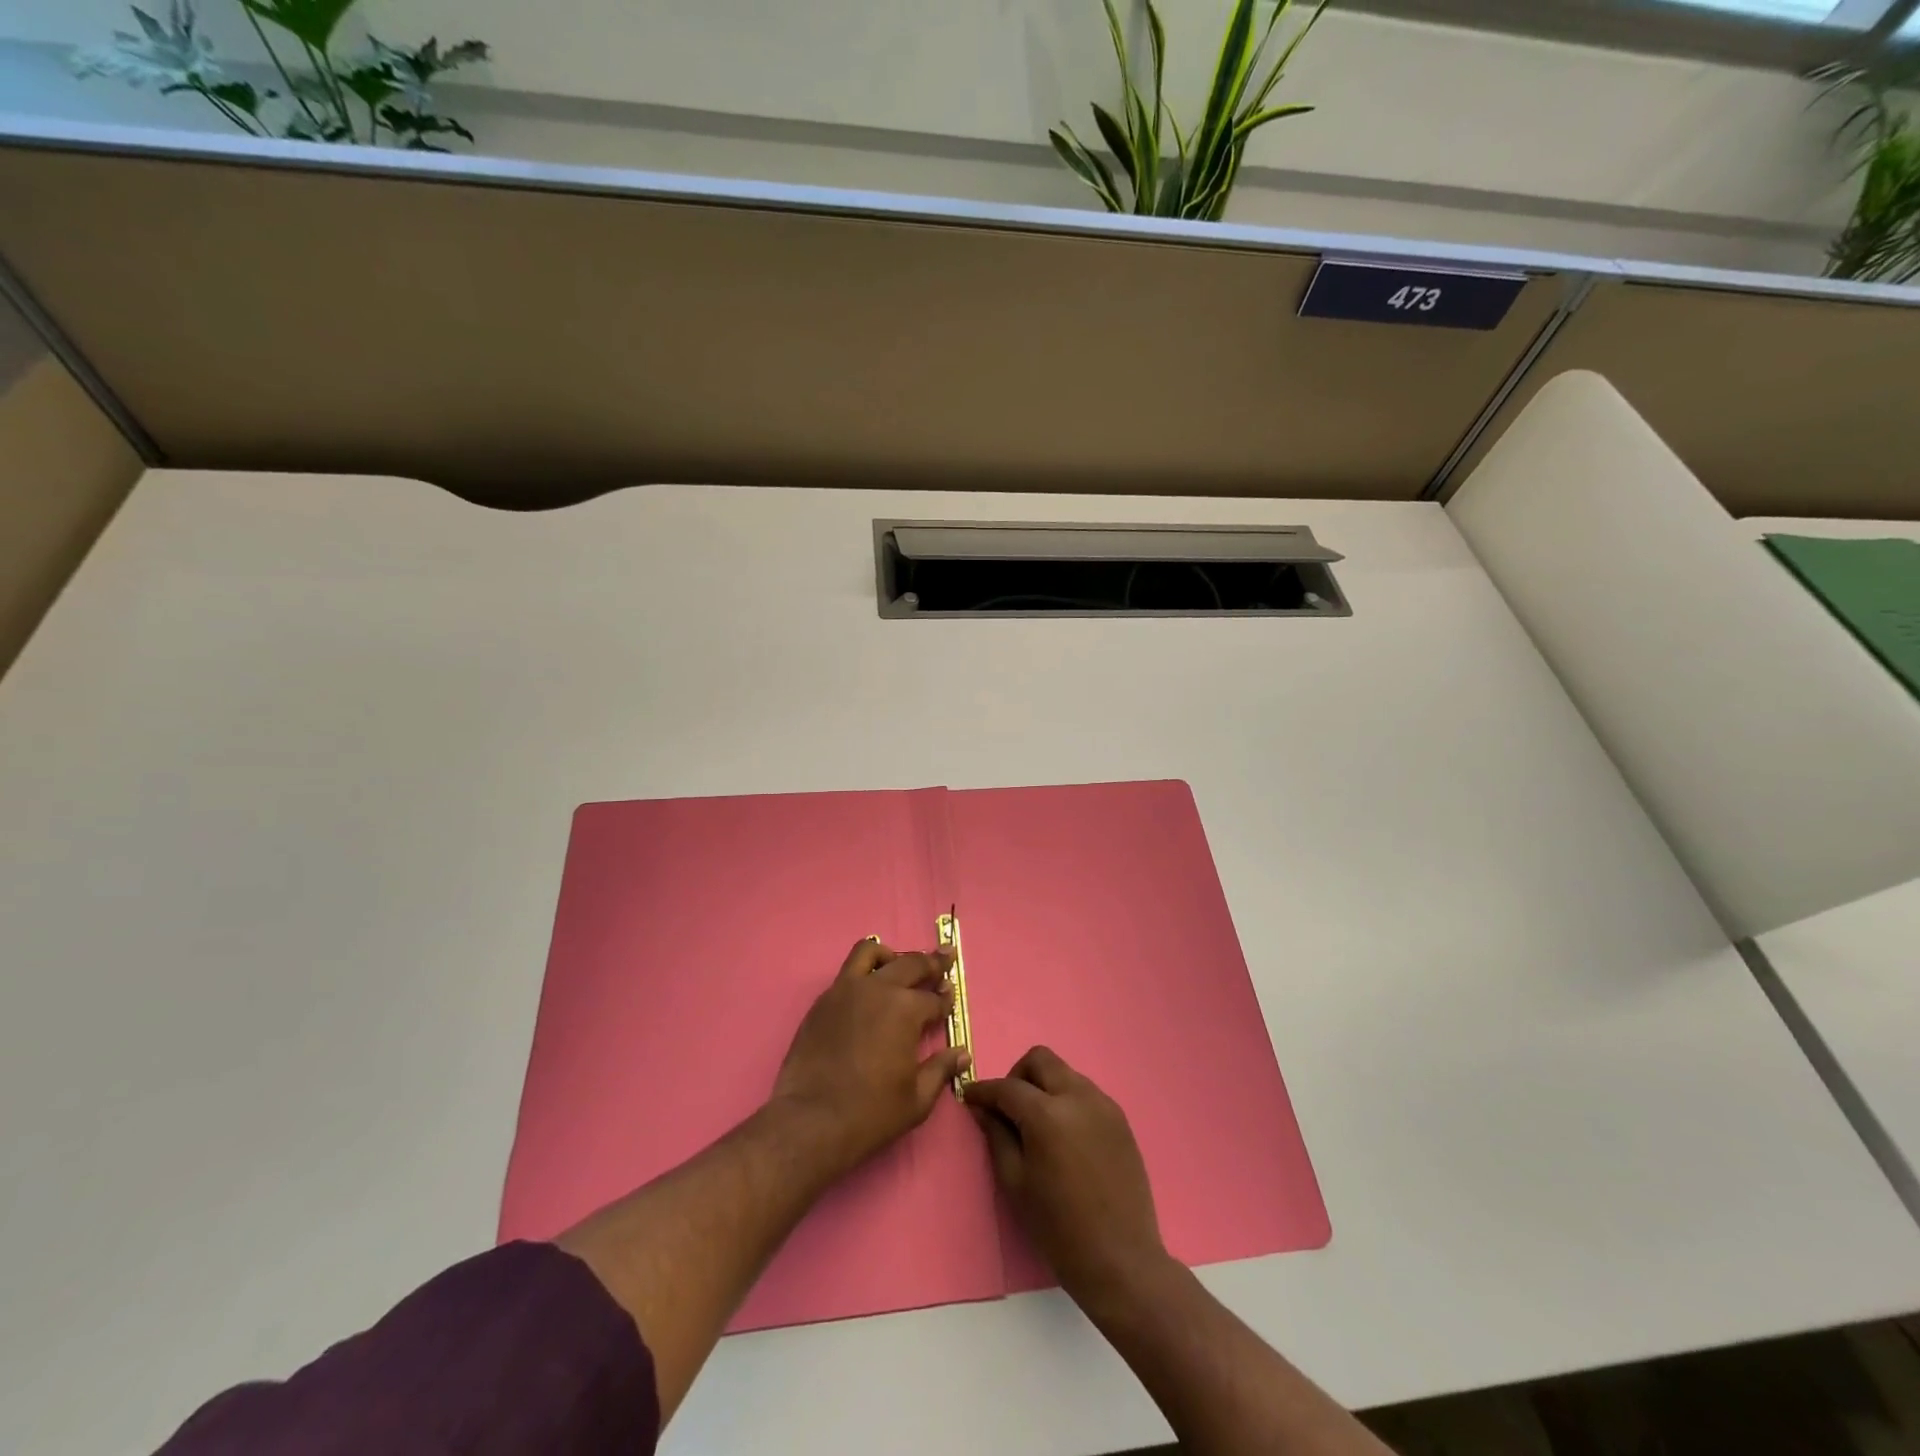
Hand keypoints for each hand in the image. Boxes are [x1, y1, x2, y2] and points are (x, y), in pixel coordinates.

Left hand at [770, 938, 970, 1179]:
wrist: (810, 1121)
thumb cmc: (871, 1113)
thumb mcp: (917, 1099)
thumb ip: (941, 1069)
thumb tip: (962, 1053)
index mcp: (906, 1010)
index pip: (934, 998)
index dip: (946, 999)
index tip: (950, 998)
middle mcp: (878, 989)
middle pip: (911, 963)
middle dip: (932, 962)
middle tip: (945, 958)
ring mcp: (846, 991)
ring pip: (871, 951)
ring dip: (890, 955)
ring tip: (898, 964)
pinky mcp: (823, 1001)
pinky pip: (846, 972)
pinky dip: (863, 972)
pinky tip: (867, 991)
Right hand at [965, 1046, 1170, 1308]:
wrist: (1121, 1260)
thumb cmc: (1059, 1228)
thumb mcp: (1016, 1183)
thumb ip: (997, 1136)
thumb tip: (983, 1108)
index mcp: (1048, 1114)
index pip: (1007, 1087)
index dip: (984, 1090)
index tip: (969, 1096)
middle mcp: (1078, 1096)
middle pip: (1040, 1060)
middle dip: (1017, 1076)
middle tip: (1008, 1108)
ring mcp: (1103, 1104)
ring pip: (1064, 1072)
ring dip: (1044, 1086)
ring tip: (1037, 1124)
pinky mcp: (1120, 1118)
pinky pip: (1085, 1092)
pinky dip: (1067, 1100)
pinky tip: (1064, 1135)